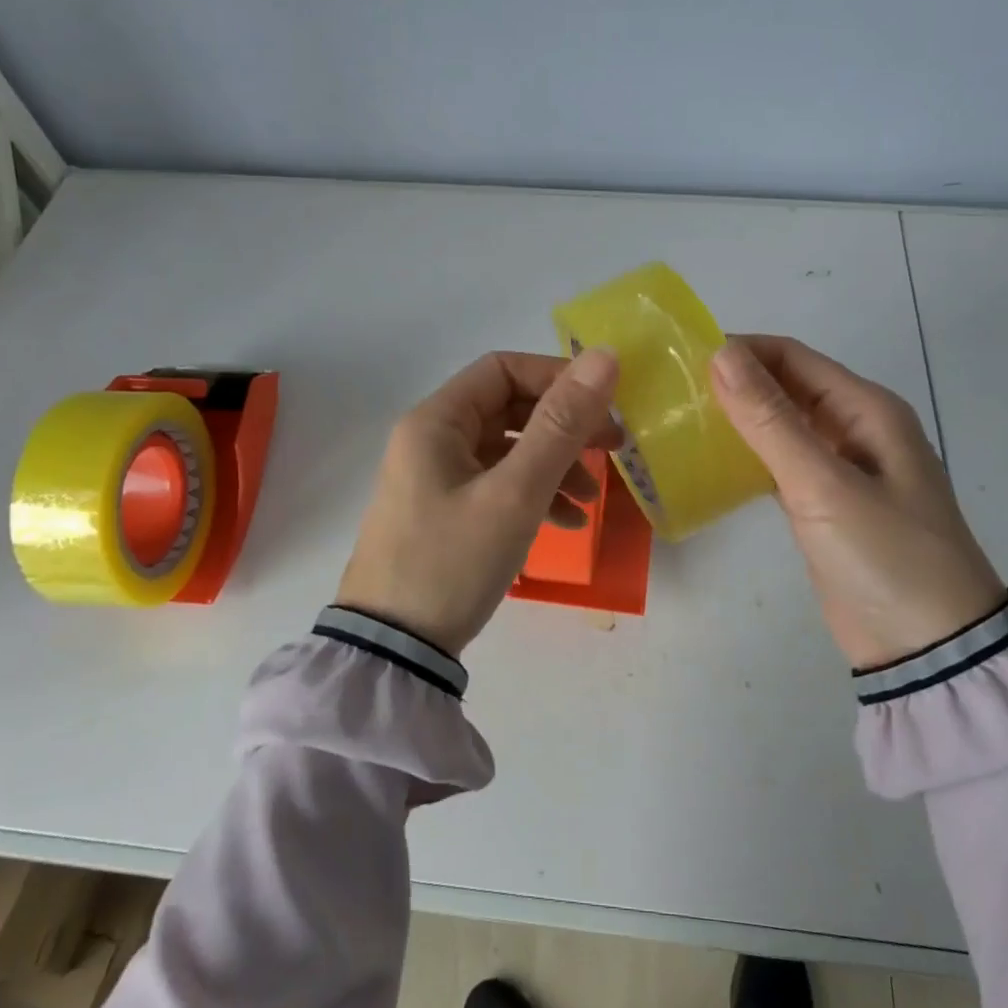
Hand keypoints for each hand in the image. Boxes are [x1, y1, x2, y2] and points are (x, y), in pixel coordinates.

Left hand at [337, 350, 621, 656]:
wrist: (394, 650)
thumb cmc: (452, 562)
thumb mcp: (515, 494)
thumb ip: (561, 426)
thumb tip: (605, 357)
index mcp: (437, 421)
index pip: (504, 370)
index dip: (557, 378)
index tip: (604, 405)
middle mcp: (432, 440)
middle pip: (509, 410)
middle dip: (563, 427)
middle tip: (613, 448)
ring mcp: (436, 478)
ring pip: (508, 450)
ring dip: (554, 465)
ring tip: (592, 499)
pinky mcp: (445, 512)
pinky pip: (498, 485)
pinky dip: (534, 495)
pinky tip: (566, 523)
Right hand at [710, 335, 1005, 669]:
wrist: (929, 649)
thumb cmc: (885, 556)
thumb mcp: (824, 485)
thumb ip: (770, 420)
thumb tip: (721, 354)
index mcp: (866, 409)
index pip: (793, 357)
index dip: (740, 351)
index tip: (682, 359)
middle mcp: (854, 429)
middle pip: (786, 387)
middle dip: (734, 382)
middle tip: (672, 391)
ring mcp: (839, 469)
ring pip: (780, 425)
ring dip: (737, 418)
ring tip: (680, 420)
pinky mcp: (823, 505)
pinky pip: (779, 464)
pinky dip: (746, 456)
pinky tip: (708, 461)